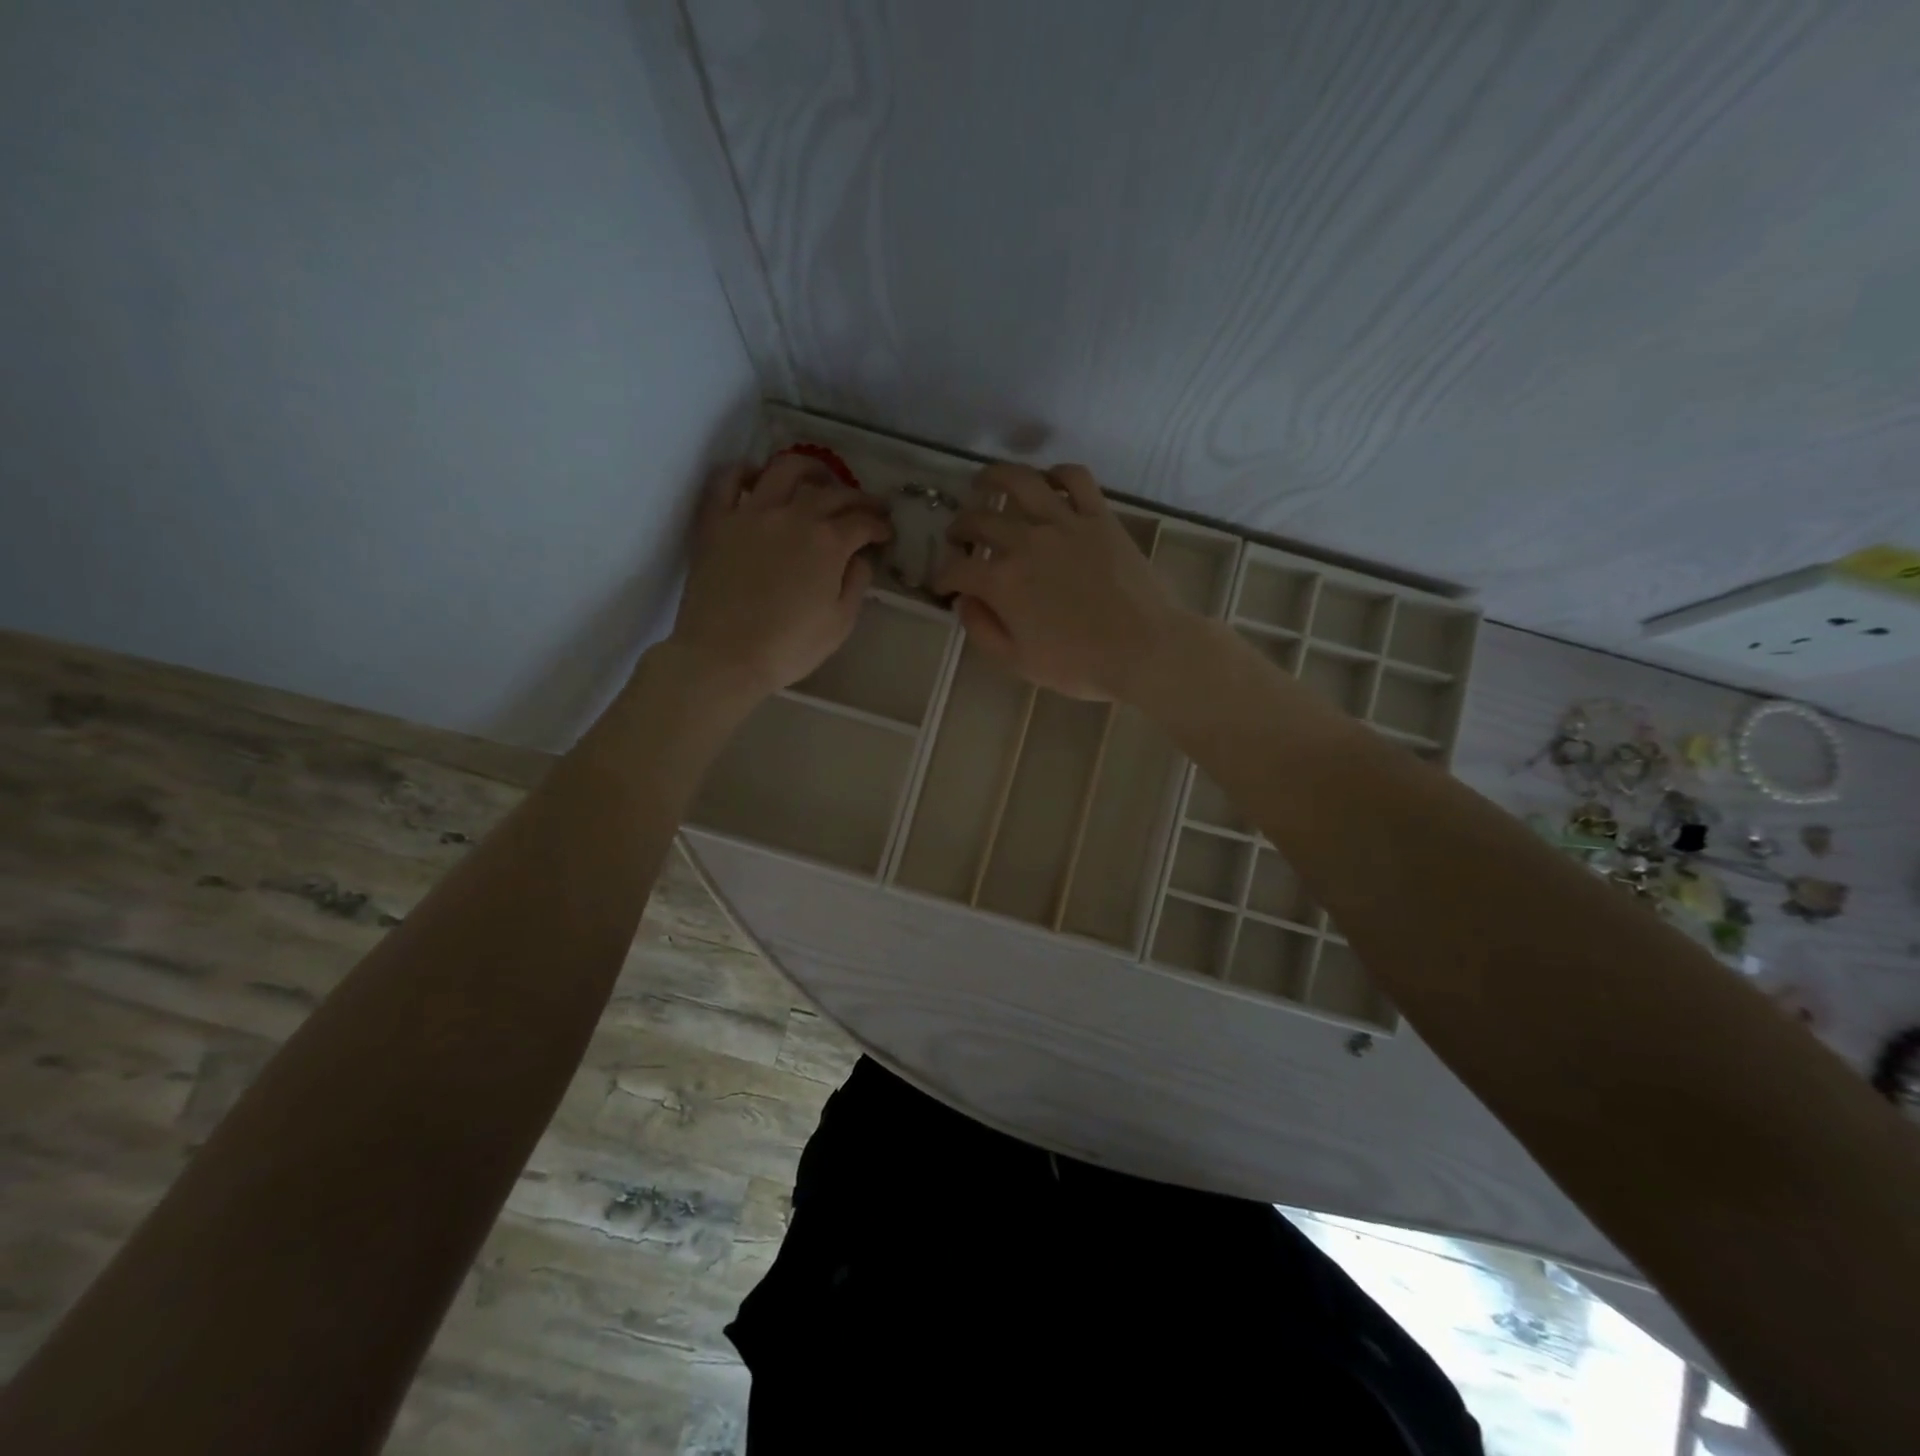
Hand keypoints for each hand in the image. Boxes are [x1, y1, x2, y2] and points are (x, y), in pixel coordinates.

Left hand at [668, 454, 891, 702]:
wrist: (724, 655)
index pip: (863, 521)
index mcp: (828, 542)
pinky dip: (746, 472)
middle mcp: (793, 515)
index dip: (879, 525)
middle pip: (832, 492)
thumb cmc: (789, 646)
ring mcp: (752, 513)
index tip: (885, 534)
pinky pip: (729, 481)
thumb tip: (859, 557)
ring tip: (818, 478)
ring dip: (809, 469)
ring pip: (784, 470)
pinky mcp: (717, 521)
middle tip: (866, 507)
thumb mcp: (840, 623)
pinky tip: (757, 478)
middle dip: (857, 497)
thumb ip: (856, 583)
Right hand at [932, 463, 1187, 700]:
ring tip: (984, 480)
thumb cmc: (1079, 665)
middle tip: (958, 537)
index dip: (942, 577)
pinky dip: (1057, 474)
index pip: (956, 569)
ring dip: (994, 477)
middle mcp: (1025, 542)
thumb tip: (964, 602)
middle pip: (979, 521)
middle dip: (959, 529)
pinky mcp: (1098, 517)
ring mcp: (1064, 523)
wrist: (1144, 650)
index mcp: (1002, 582)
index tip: (943, 585)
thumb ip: (982, 630)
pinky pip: (1075, 479)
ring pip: (1020, 482)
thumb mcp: (1018, 662)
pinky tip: (1047, 481)